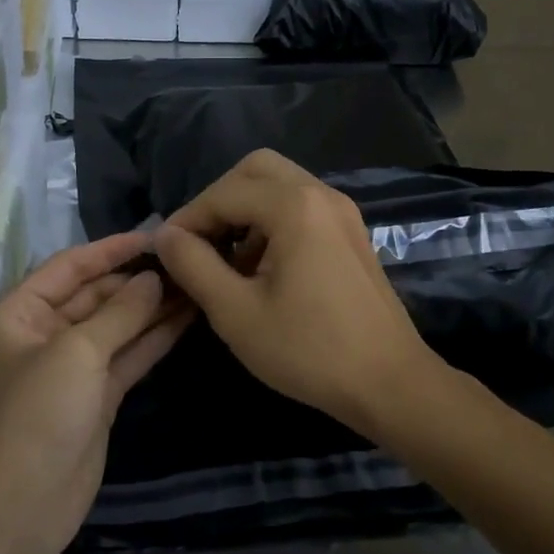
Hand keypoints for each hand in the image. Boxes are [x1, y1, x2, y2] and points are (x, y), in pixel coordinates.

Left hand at [0, 233, 193, 553]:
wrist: (26, 504)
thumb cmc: (38, 413)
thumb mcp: (77, 353)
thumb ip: (120, 312)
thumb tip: (154, 278)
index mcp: (19, 314)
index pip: (69, 266)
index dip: (111, 250)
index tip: (156, 236)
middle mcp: (43, 334)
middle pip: (96, 295)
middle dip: (137, 281)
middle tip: (186, 262)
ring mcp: (73, 366)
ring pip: (118, 325)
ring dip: (152, 307)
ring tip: (195, 283)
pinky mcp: (97, 394)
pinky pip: (128, 354)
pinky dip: (155, 337)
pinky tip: (187, 317)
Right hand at [153, 149, 443, 438]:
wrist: (389, 383)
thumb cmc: (308, 349)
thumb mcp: (236, 312)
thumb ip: (194, 265)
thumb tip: (164, 236)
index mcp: (295, 205)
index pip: (224, 193)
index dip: (188, 219)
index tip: (165, 252)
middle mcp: (321, 194)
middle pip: (256, 170)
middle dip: (219, 200)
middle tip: (199, 242)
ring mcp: (342, 212)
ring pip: (280, 186)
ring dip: (246, 210)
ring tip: (226, 260)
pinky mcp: (351, 233)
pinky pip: (302, 207)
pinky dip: (273, 222)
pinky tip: (261, 268)